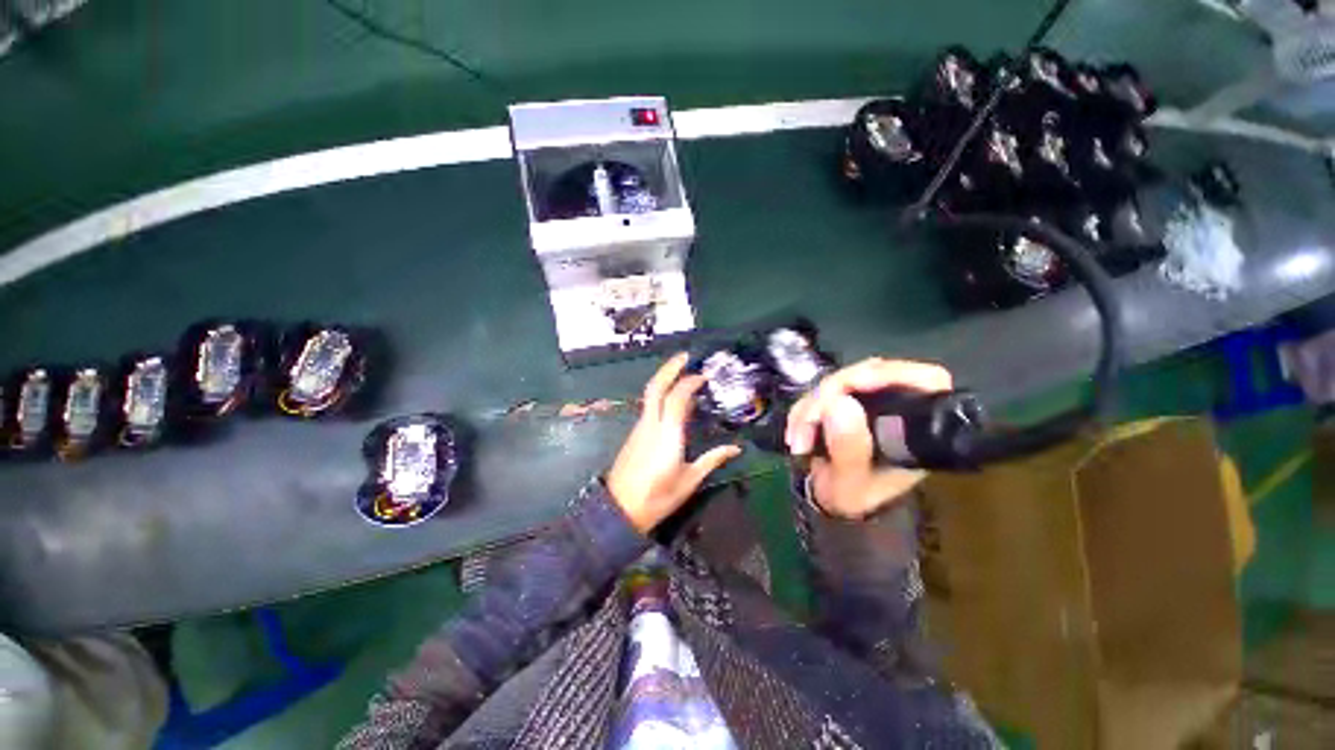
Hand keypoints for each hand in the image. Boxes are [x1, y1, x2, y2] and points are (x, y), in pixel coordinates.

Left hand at [607, 353, 742, 533]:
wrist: (619, 509)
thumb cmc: (657, 497)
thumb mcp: (690, 481)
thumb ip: (712, 460)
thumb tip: (735, 448)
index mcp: (668, 435)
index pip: (678, 398)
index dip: (690, 382)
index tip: (704, 375)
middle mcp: (651, 424)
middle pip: (656, 387)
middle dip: (670, 367)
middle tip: (686, 356)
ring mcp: (640, 427)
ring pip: (650, 394)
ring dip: (665, 379)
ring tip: (684, 374)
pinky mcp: (635, 432)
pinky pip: (649, 406)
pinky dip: (662, 395)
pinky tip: (674, 400)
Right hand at [785, 358, 951, 519]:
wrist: (834, 502)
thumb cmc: (852, 498)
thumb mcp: (850, 485)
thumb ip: (848, 450)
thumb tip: (839, 402)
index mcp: (917, 429)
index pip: (925, 380)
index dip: (892, 373)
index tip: (854, 383)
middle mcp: (899, 407)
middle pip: (871, 373)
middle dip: (830, 394)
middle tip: (806, 423)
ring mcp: (871, 400)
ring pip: (841, 380)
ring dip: (810, 405)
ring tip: (797, 439)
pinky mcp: (847, 399)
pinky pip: (823, 389)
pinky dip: (804, 408)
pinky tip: (796, 432)